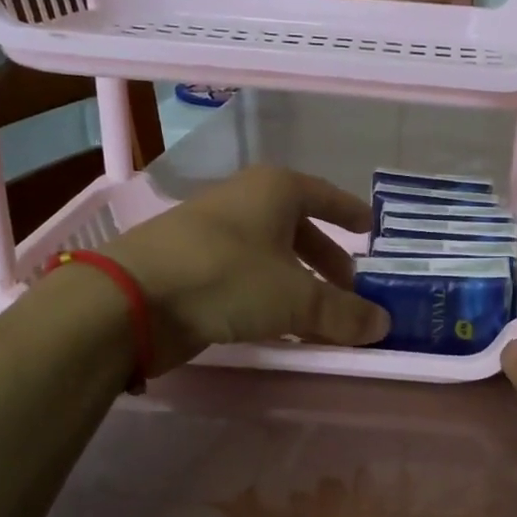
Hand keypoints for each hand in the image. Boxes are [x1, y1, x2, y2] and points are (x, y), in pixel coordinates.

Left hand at [102, 165, 390, 373]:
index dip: (350, 212)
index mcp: (274, 190)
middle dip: (327, 259)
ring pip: (272, 257)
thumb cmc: (227, 277)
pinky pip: (247, 278)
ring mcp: (214, 234)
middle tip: (351, 287)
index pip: (325, 195)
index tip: (371, 229)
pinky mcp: (192, 266)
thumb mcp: (297, 298)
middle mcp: (245, 203)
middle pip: (299, 229)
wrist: (131, 298)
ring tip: (322, 314)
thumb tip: (384, 325)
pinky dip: (270, 297)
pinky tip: (280, 325)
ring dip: (299, 284)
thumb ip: (343, 312)